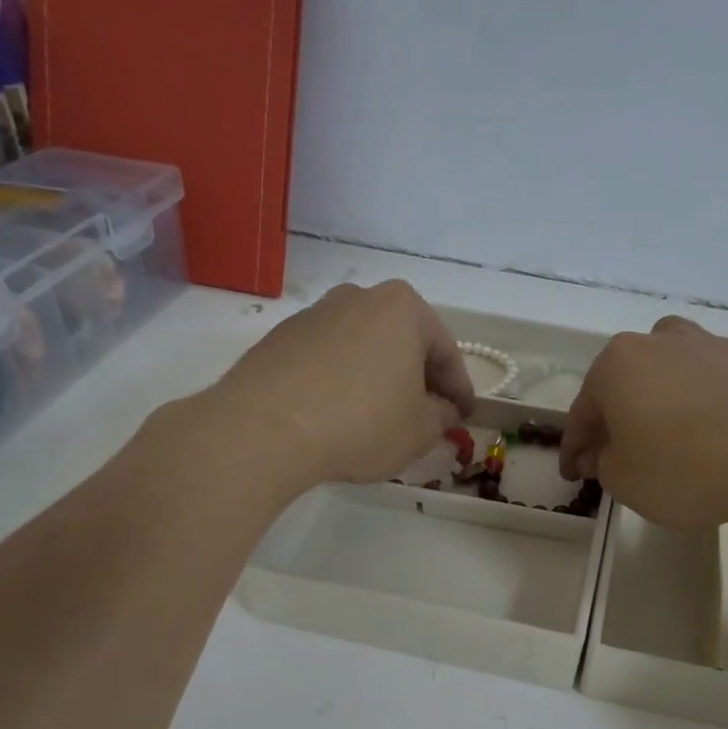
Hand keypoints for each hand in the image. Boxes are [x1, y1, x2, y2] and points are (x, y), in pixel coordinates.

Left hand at [211, 281, 474, 493]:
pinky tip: (338, 413)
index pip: (446, 352)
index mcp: (403, 308)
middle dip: (418, 377)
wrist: (263, 429)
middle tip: (427, 413)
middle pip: (403, 341)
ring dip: (378, 377)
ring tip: (380, 415)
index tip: (465, 416)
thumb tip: (443, 409)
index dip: (460, 389)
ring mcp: (315, 314)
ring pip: (363, 348)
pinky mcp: (280, 338)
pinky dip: (341, 381)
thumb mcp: (419, 430)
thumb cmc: (360, 423)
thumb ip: (441, 416)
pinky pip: (327, 359)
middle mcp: (359, 298)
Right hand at [560, 316, 727, 531]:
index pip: (583, 411)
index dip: (574, 448)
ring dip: (659, 411)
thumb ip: (603, 464)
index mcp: (618, 363)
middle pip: (625, 387)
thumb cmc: (688, 467)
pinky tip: (711, 440)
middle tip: (615, 459)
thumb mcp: (625, 481)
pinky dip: (700, 410)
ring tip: (667, 447)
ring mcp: (711, 345)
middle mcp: (660, 341)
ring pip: (669, 381)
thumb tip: (604, 452)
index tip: (571, 474)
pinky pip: (710, 388)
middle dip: (616, 423)